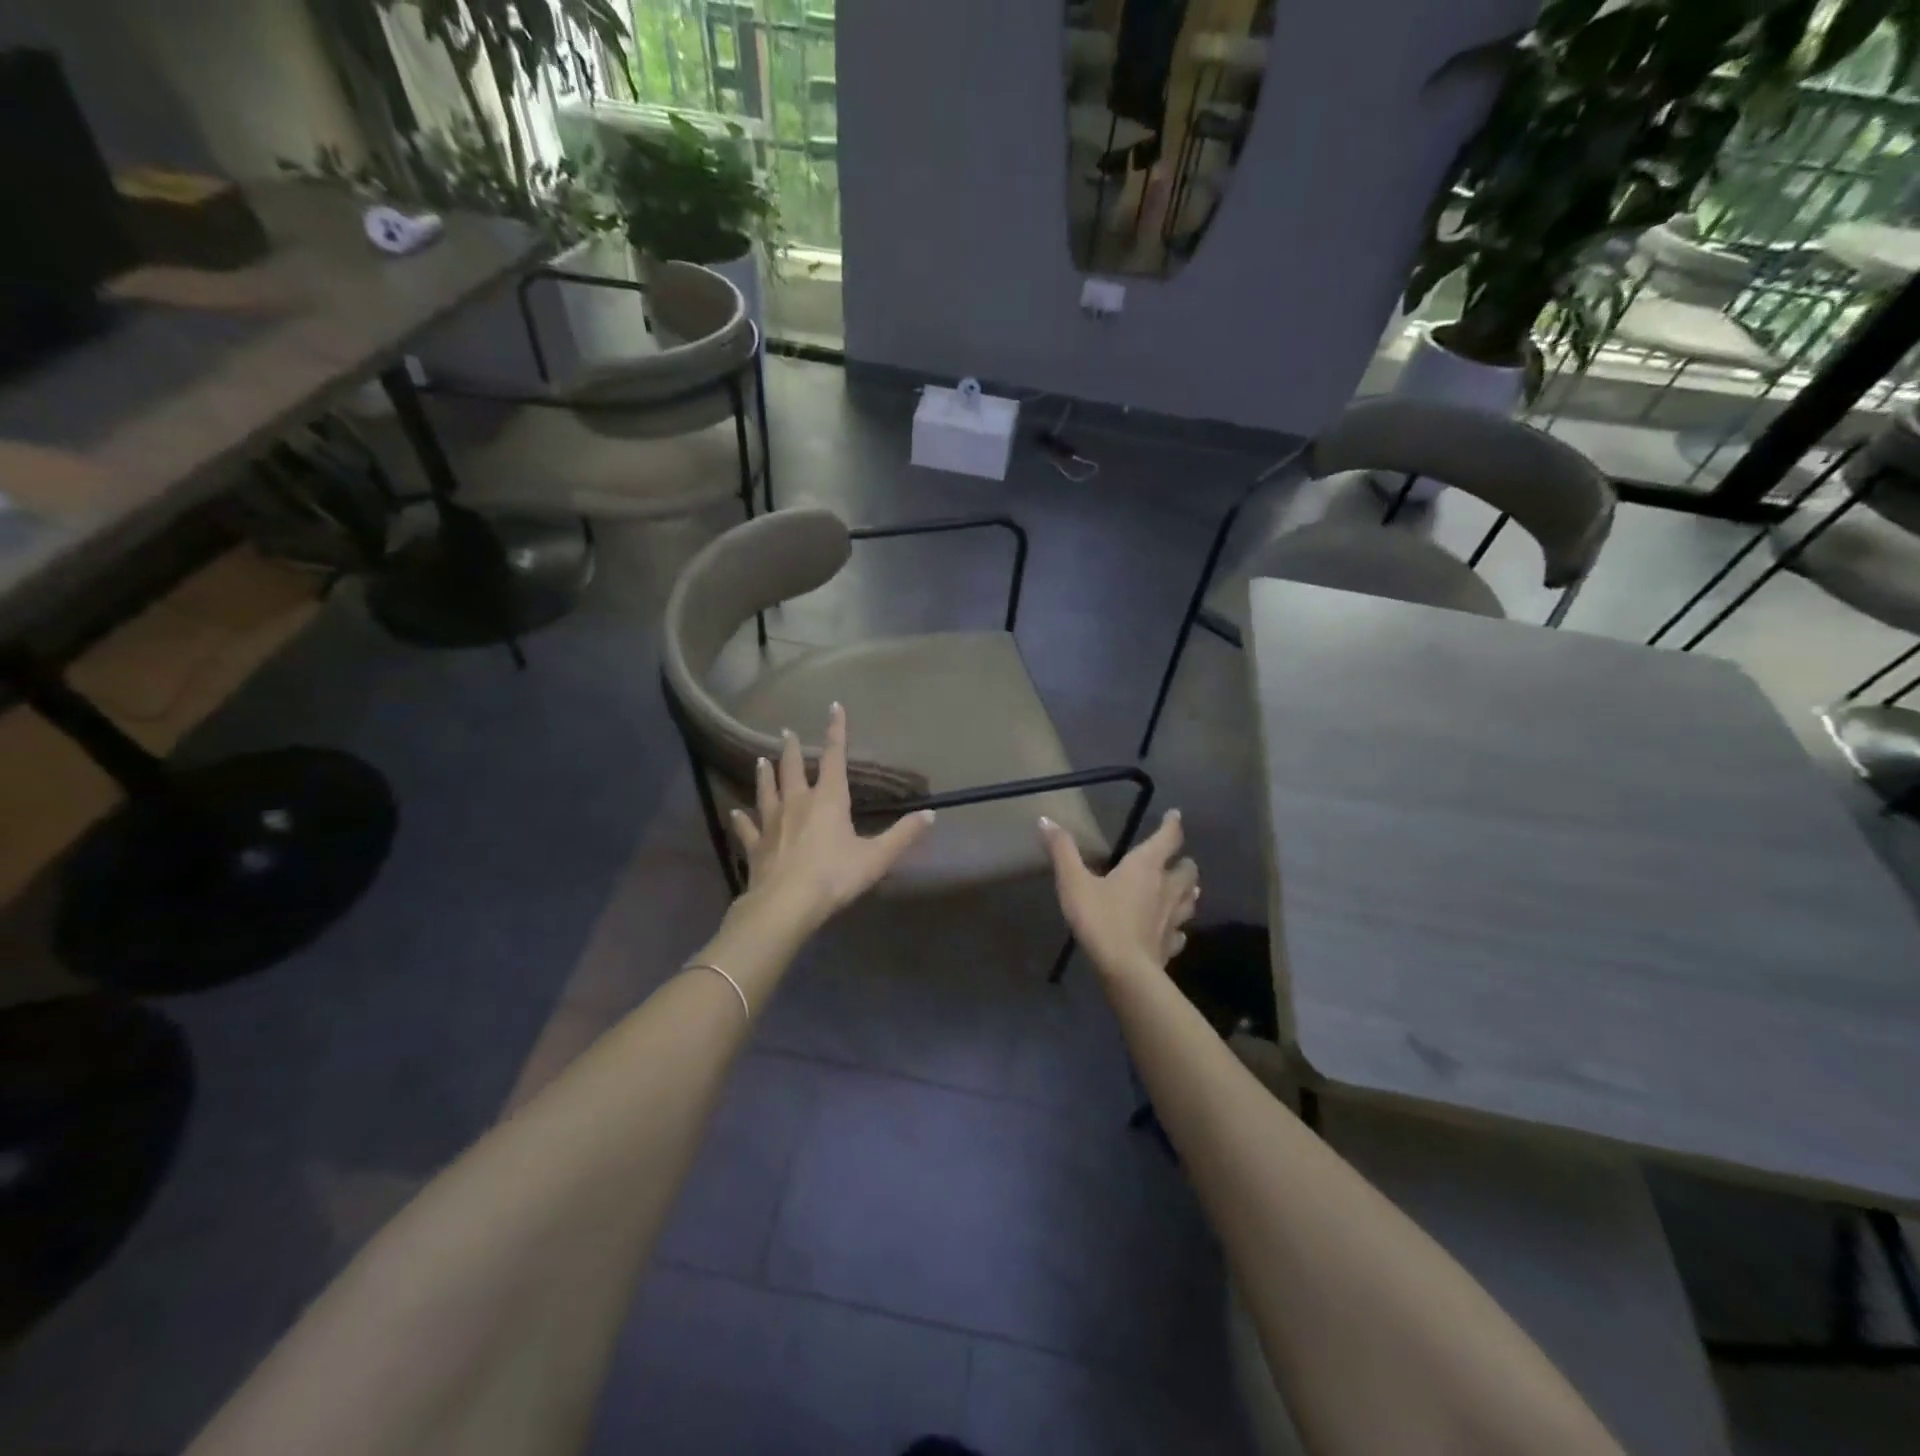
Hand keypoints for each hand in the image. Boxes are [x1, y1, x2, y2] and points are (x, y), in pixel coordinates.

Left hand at [729, 703, 934, 934]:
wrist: (785, 905)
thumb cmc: (834, 876)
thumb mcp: (877, 857)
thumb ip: (903, 835)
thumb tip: (931, 814)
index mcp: (828, 800)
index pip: (833, 757)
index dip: (836, 731)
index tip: (833, 706)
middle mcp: (797, 802)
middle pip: (792, 768)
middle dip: (790, 748)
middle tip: (785, 731)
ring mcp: (771, 823)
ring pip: (766, 790)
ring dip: (765, 774)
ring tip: (760, 760)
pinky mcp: (755, 845)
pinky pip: (746, 827)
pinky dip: (741, 819)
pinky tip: (734, 813)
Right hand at [1041, 809, 1198, 978]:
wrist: (1126, 971)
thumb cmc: (1100, 920)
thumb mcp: (1073, 883)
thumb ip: (1062, 850)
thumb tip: (1046, 820)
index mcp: (1145, 867)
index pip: (1167, 838)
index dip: (1172, 825)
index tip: (1175, 815)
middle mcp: (1166, 888)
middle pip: (1187, 870)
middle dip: (1184, 862)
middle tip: (1178, 859)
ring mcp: (1172, 918)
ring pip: (1190, 899)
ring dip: (1188, 891)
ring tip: (1185, 889)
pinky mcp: (1171, 944)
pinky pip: (1180, 932)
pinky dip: (1178, 927)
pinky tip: (1173, 931)